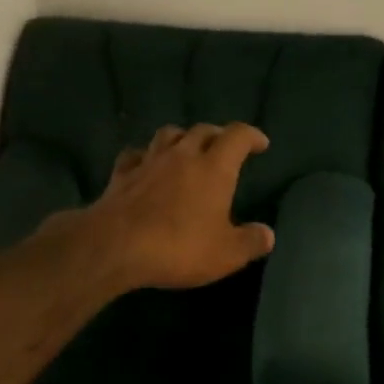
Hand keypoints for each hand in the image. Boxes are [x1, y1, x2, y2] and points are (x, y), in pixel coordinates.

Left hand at [62, 123, 275, 291]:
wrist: (115, 245)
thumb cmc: (178, 247)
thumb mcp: (226, 254)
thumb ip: (250, 242)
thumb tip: (267, 234)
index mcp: (214, 167)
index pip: (237, 136)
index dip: (251, 136)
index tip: (260, 143)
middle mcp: (183, 155)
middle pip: (203, 130)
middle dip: (218, 135)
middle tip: (225, 147)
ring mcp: (149, 161)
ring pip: (168, 134)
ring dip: (182, 137)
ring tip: (187, 149)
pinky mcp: (121, 174)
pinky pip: (135, 154)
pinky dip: (145, 155)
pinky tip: (145, 164)